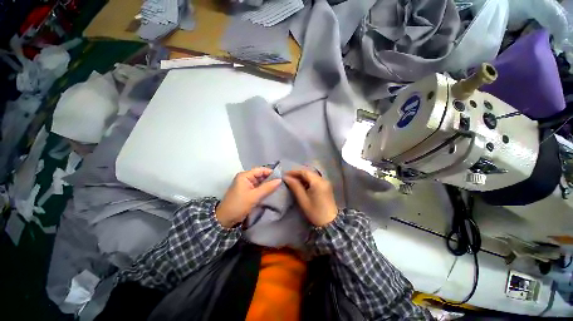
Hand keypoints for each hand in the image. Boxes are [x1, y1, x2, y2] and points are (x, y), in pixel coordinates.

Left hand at [215, 168, 280, 227]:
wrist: (225, 220)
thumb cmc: (239, 205)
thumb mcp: (254, 196)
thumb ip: (267, 188)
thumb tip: (280, 180)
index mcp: (244, 176)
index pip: (260, 170)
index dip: (271, 172)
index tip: (281, 177)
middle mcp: (245, 178)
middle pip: (260, 175)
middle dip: (270, 178)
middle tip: (281, 182)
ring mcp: (246, 185)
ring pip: (260, 181)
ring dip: (268, 184)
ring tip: (279, 186)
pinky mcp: (247, 191)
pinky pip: (258, 187)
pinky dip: (264, 189)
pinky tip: (271, 191)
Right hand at [284, 169, 337, 226]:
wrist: (330, 222)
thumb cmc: (315, 212)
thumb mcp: (303, 199)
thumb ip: (295, 186)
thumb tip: (286, 178)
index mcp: (318, 182)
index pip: (304, 172)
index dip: (294, 172)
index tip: (285, 174)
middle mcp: (323, 179)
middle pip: (308, 172)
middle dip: (297, 174)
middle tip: (288, 177)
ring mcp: (326, 182)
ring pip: (312, 175)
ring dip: (302, 177)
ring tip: (293, 180)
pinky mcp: (326, 186)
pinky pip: (315, 179)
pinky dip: (307, 180)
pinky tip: (301, 184)